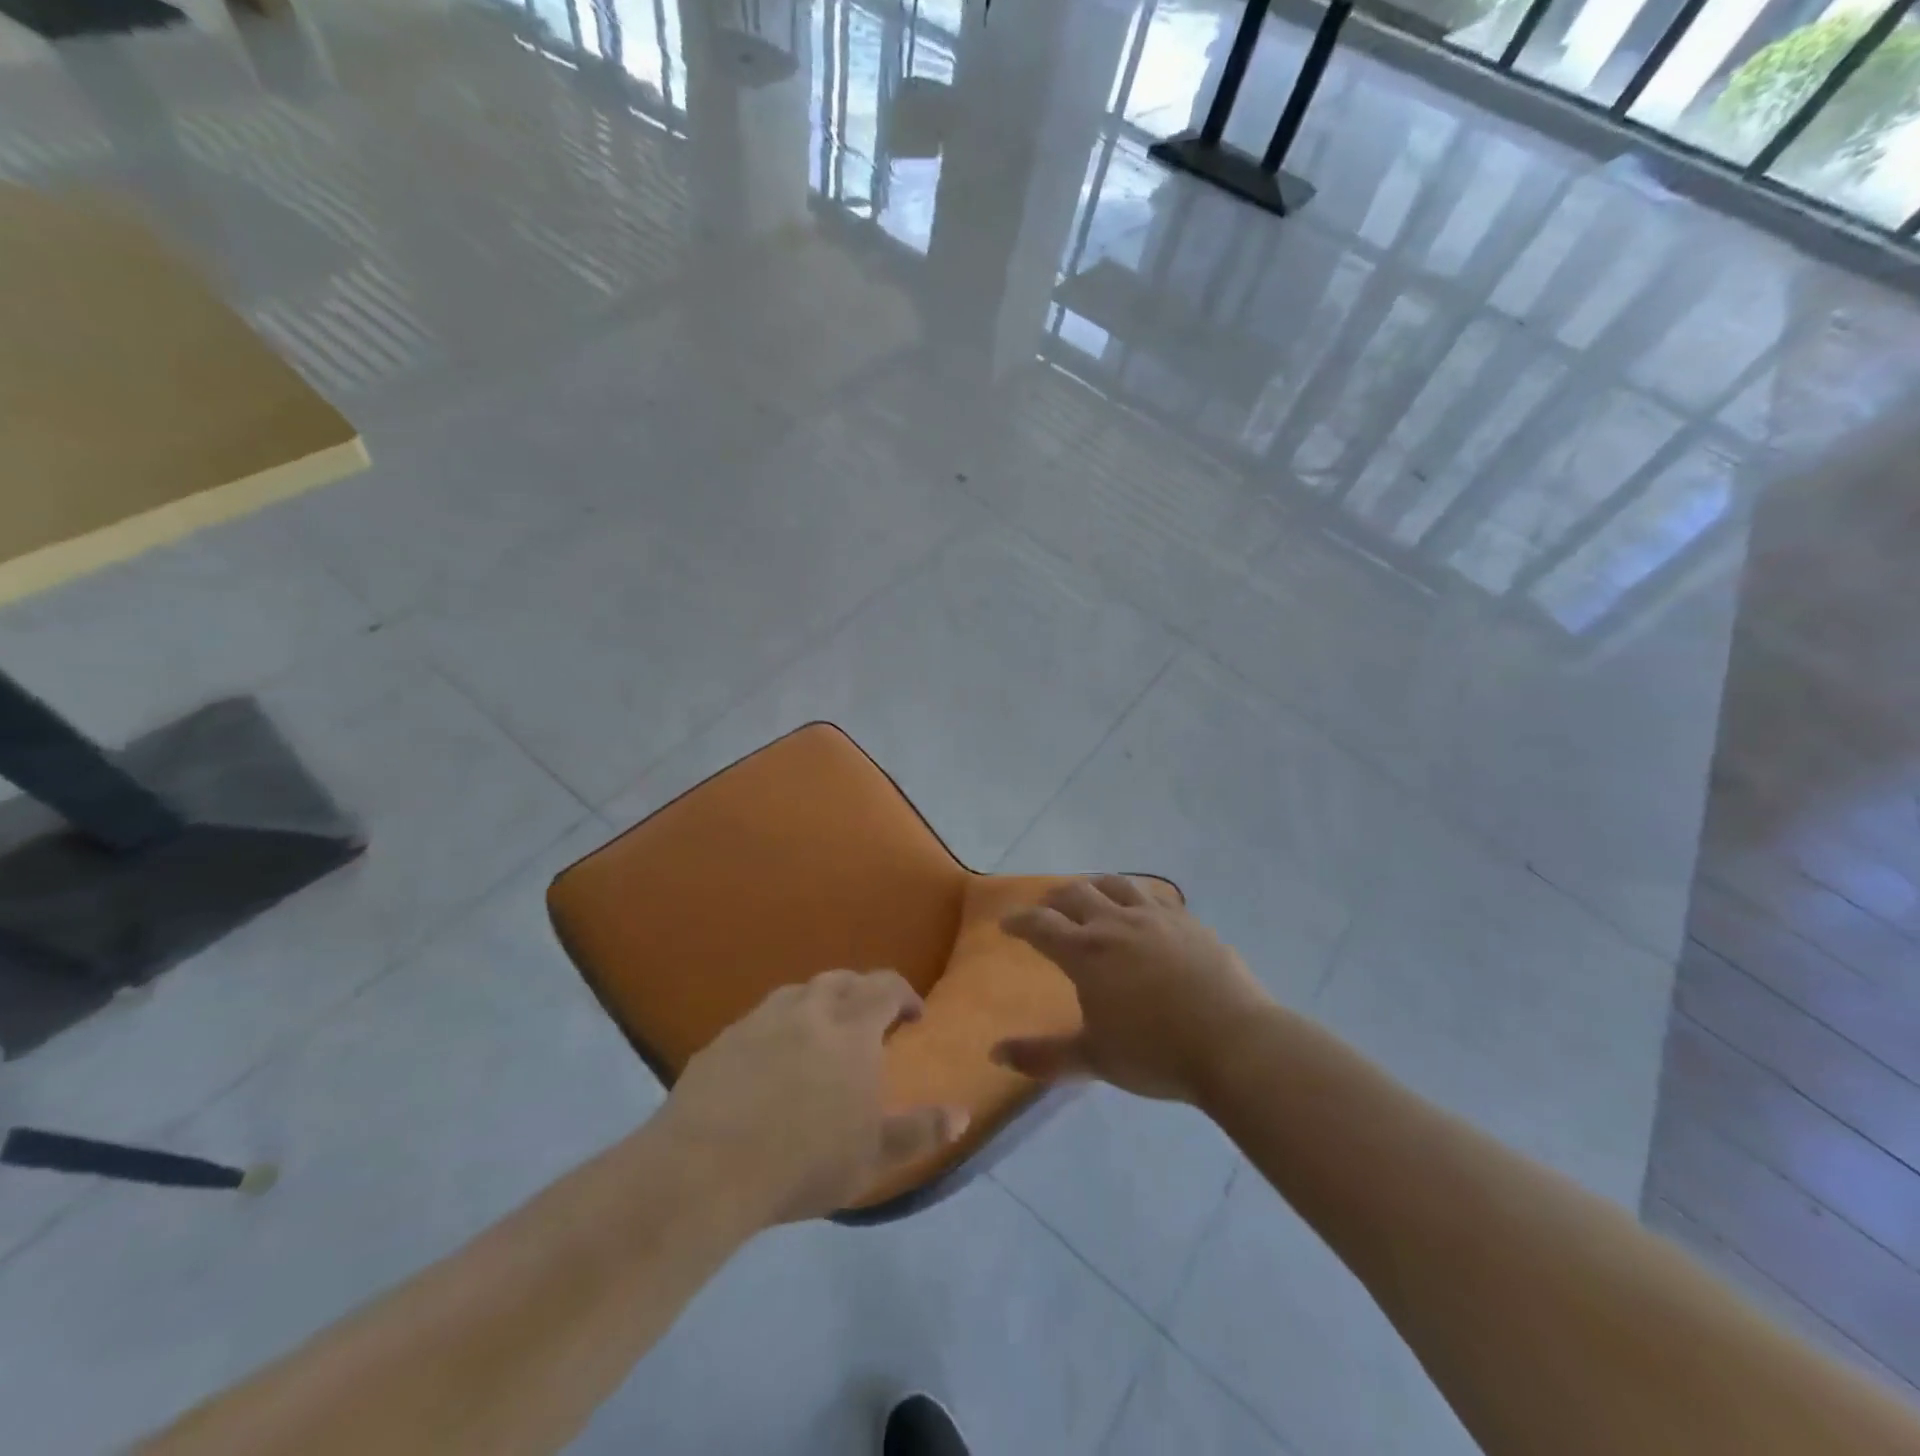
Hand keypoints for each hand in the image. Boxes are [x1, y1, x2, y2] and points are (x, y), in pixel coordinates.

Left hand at [656, 969, 965, 1224]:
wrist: (705, 1169)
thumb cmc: (804, 1161)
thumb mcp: (875, 1156)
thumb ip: (921, 1131)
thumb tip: (963, 1113)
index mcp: (851, 1028)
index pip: (885, 987)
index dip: (903, 994)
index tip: (913, 1015)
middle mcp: (808, 1010)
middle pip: (841, 981)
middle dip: (862, 992)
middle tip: (869, 1019)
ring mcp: (760, 1020)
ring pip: (798, 993)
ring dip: (818, 1003)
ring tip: (821, 1033)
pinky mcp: (722, 1041)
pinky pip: (759, 1020)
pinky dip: (777, 1027)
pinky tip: (769, 1059)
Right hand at [995, 876, 1271, 1103]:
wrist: (1234, 1042)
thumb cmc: (1155, 1052)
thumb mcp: (1093, 1059)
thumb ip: (1042, 1056)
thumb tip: (995, 1054)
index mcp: (1086, 952)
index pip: (1040, 925)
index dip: (1019, 922)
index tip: (1007, 924)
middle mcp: (1115, 923)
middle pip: (1075, 894)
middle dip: (1053, 899)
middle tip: (1046, 910)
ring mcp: (1155, 917)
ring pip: (1114, 885)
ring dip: (1093, 886)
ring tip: (1090, 895)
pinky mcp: (1188, 921)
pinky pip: (1153, 895)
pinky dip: (1135, 895)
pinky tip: (1141, 907)